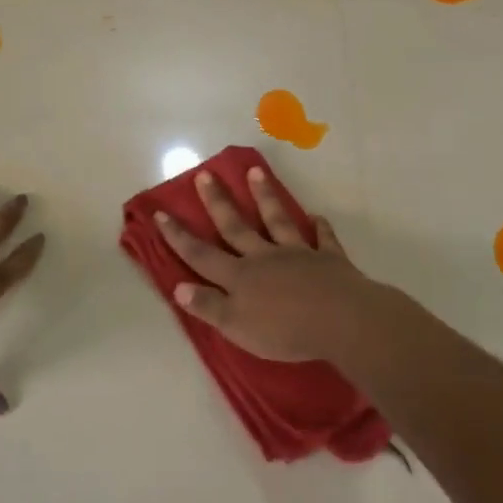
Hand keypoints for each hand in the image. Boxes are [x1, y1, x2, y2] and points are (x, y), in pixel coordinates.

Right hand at [153, 168, 396, 364]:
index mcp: (239, 276)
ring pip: (277, 220)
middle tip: (205, 174)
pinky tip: (317, 217)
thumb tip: (178, 286)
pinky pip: (323, 239)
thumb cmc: (284, 330)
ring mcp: (297, 254)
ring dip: (266, 197)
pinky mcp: (328, 259)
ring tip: (256, 172)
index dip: (179, 236)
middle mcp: (264, 257)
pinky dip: (320, 228)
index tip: (161, 213)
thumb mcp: (236, 326)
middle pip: (236, 226)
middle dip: (218, 201)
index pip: (201, 255)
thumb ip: (208, 305)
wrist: (340, 320)